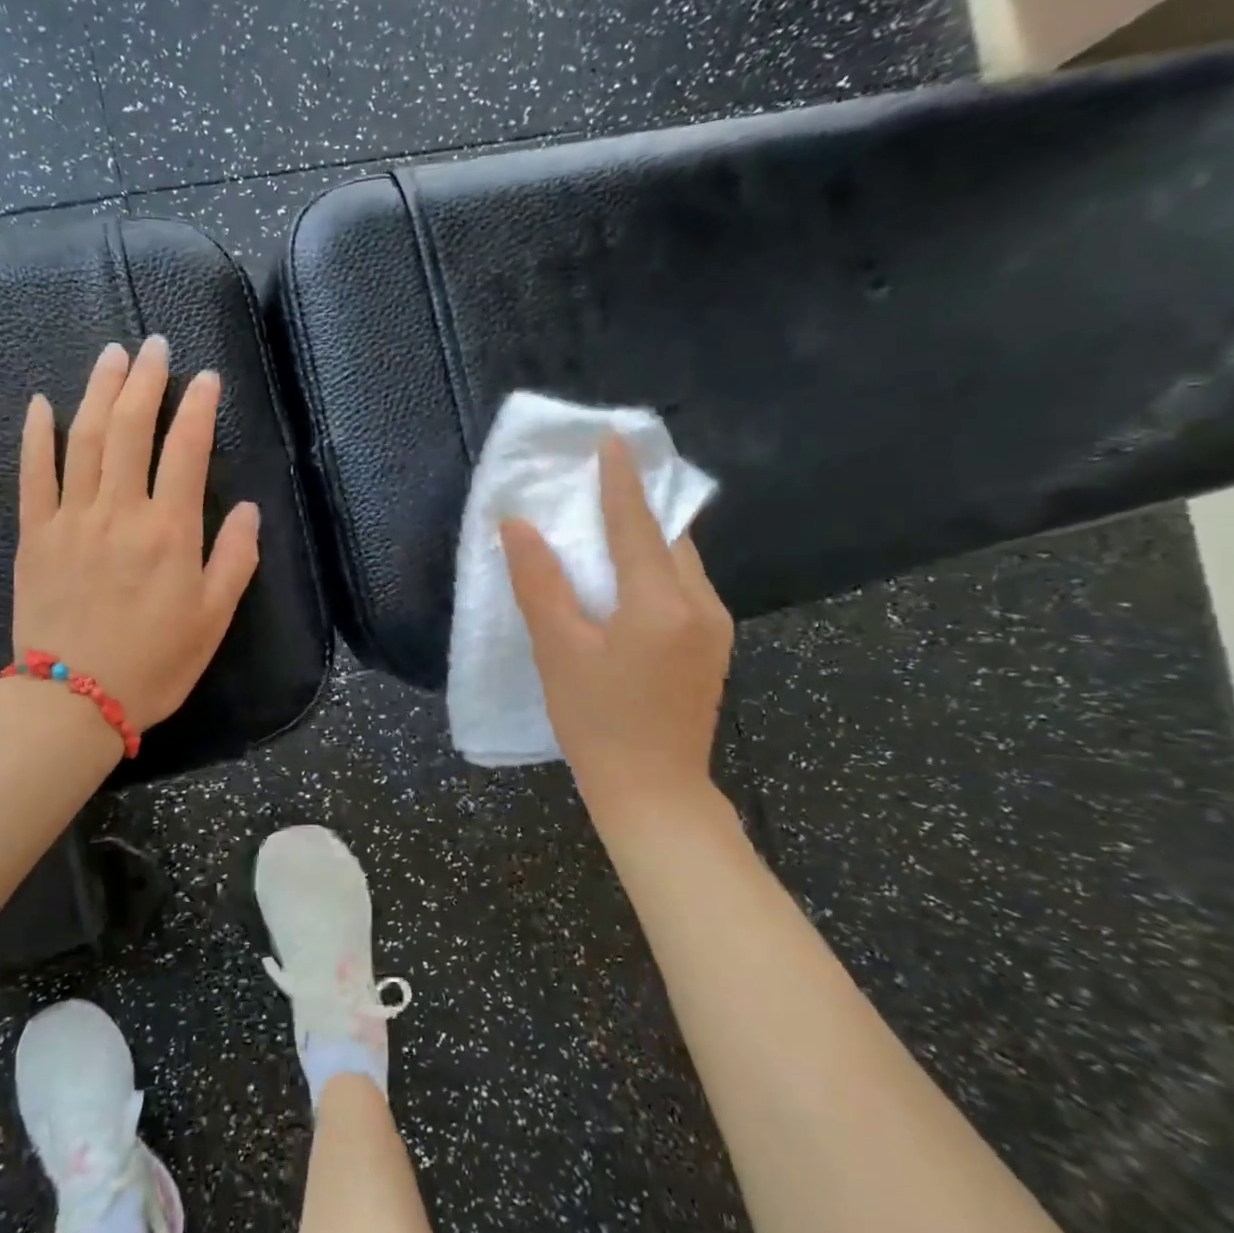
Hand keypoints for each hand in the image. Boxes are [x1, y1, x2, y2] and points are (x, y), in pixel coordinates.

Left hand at [11, 336, 259, 730]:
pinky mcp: (35, 535)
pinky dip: (37, 435)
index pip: (187, 451)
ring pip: (84, 439)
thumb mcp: (214, 618)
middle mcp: (120, 511)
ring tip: (111, 355)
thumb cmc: (155, 662)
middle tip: (153, 344)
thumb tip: (249, 509)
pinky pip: (34, 474)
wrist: (74, 700)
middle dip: (145, 381)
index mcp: (170, 531)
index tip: (205, 377)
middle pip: (131, 429)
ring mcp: (71, 518)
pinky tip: (42, 403)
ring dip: (98, 391)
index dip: (198, 408)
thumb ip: (235, 559)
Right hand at [501, 436, 732, 822]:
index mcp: (662, 602)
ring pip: (680, 564)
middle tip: (604, 480)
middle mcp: (701, 605)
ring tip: (611, 525)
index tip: (613, 439)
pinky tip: (630, 580)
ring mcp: (714, 628)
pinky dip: (656, 569)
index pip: (638, 524)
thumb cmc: (597, 722)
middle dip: (639, 505)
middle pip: (669, 538)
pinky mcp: (713, 648)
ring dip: (648, 538)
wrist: (654, 793)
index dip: (621, 480)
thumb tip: (519, 526)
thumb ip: (539, 583)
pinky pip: (685, 588)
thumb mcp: (558, 651)